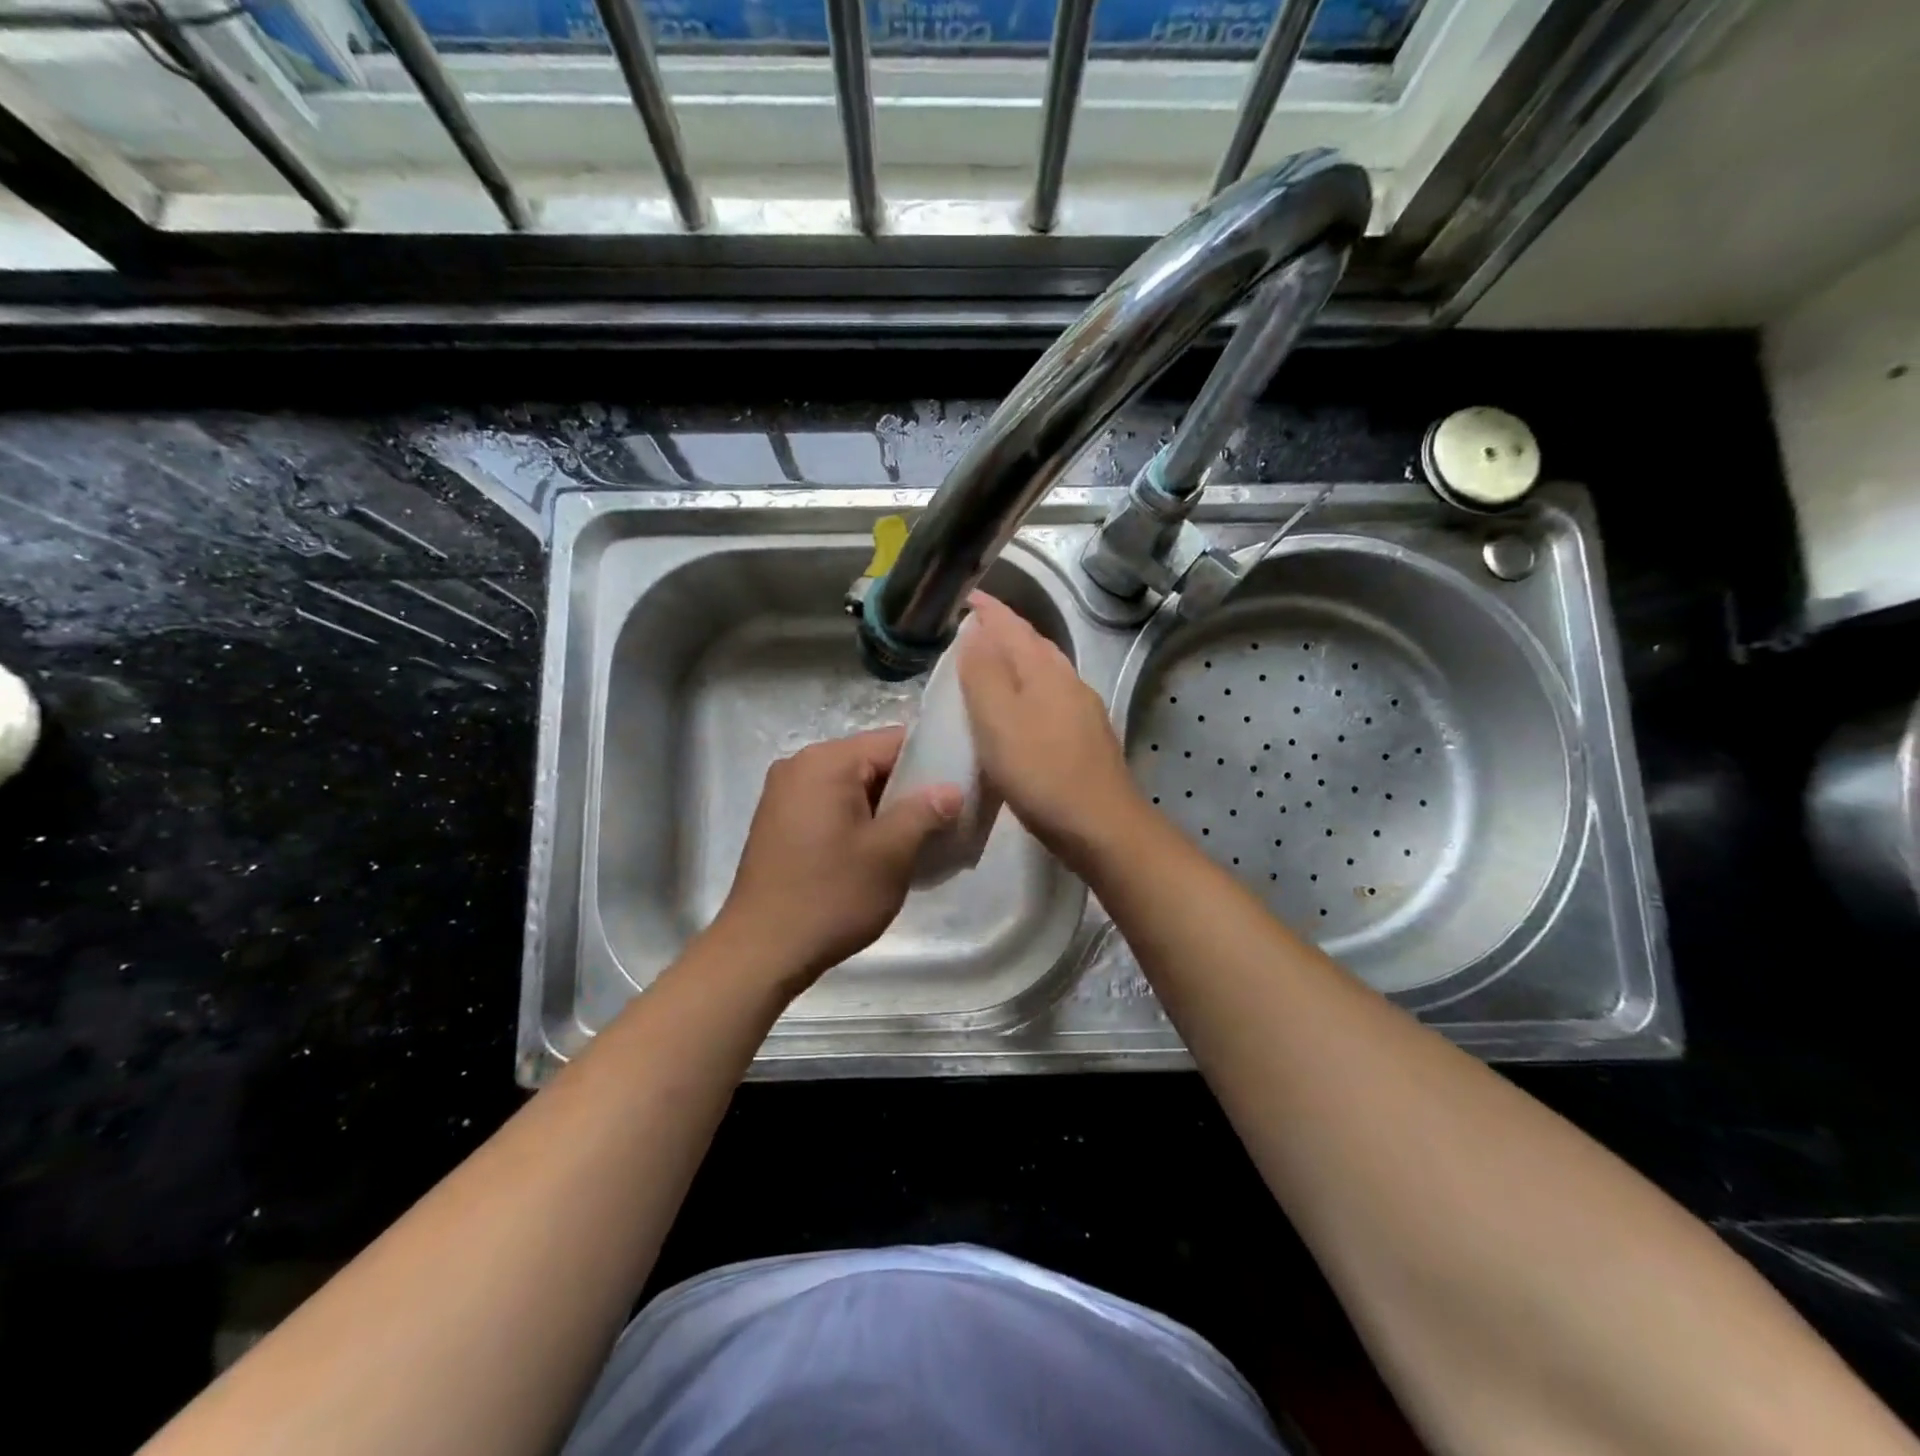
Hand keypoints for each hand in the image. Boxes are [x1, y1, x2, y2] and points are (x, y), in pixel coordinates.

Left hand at [714, 728, 962, 995]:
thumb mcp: (890, 854)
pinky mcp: (779, 822)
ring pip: (853, 787)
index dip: (932, 763)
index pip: (894, 741)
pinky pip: (831, 806)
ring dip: (885, 809)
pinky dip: (859, 821)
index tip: (961, 790)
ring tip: (918, 840)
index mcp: (826, 762)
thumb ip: (925, 811)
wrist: (761, 951)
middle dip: (909, 789)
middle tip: (945, 820)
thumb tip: (952, 789)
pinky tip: (879, 853)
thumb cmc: (831, 896)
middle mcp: (800, 765)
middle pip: (872, 762)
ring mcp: (785, 794)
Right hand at [958, 592, 1146, 871]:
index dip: (990, 611)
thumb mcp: (999, 721)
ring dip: (1018, 661)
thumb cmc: (1041, 772)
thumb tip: (976, 633)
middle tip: (976, 628)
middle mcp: (1069, 682)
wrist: (1101, 826)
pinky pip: (1051, 699)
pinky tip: (1021, 712)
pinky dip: (1029, 692)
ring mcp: (1083, 711)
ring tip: (992, 666)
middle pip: (1034, 645)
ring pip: (1045, 673)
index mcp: (1045, 671)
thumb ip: (984, 674)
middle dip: (1006, 631)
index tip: (968, 597)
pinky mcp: (1086, 739)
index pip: (1013, 627)